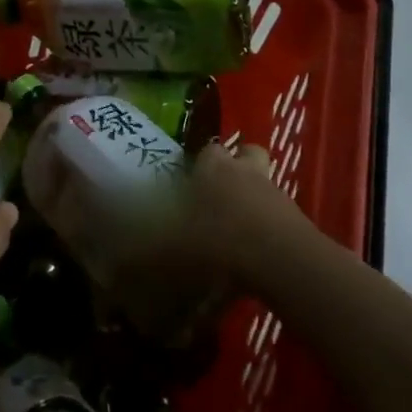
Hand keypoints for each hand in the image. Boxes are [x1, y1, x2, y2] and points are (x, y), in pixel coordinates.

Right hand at [103, 142, 307, 288]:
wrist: (281, 261)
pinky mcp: (298, 218)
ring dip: (256, 196)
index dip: (200, 161)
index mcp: (213, 167)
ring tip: (239, 225)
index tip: (190, 179)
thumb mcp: (170, 250)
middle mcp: (245, 171)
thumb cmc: (218, 241)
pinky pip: (281, 214)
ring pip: (266, 181)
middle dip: (236, 167)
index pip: (208, 148)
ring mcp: (276, 192)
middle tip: (219, 193)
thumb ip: (143, 254)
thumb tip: (113, 263)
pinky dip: (270, 225)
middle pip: (246, 153)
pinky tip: (257, 251)